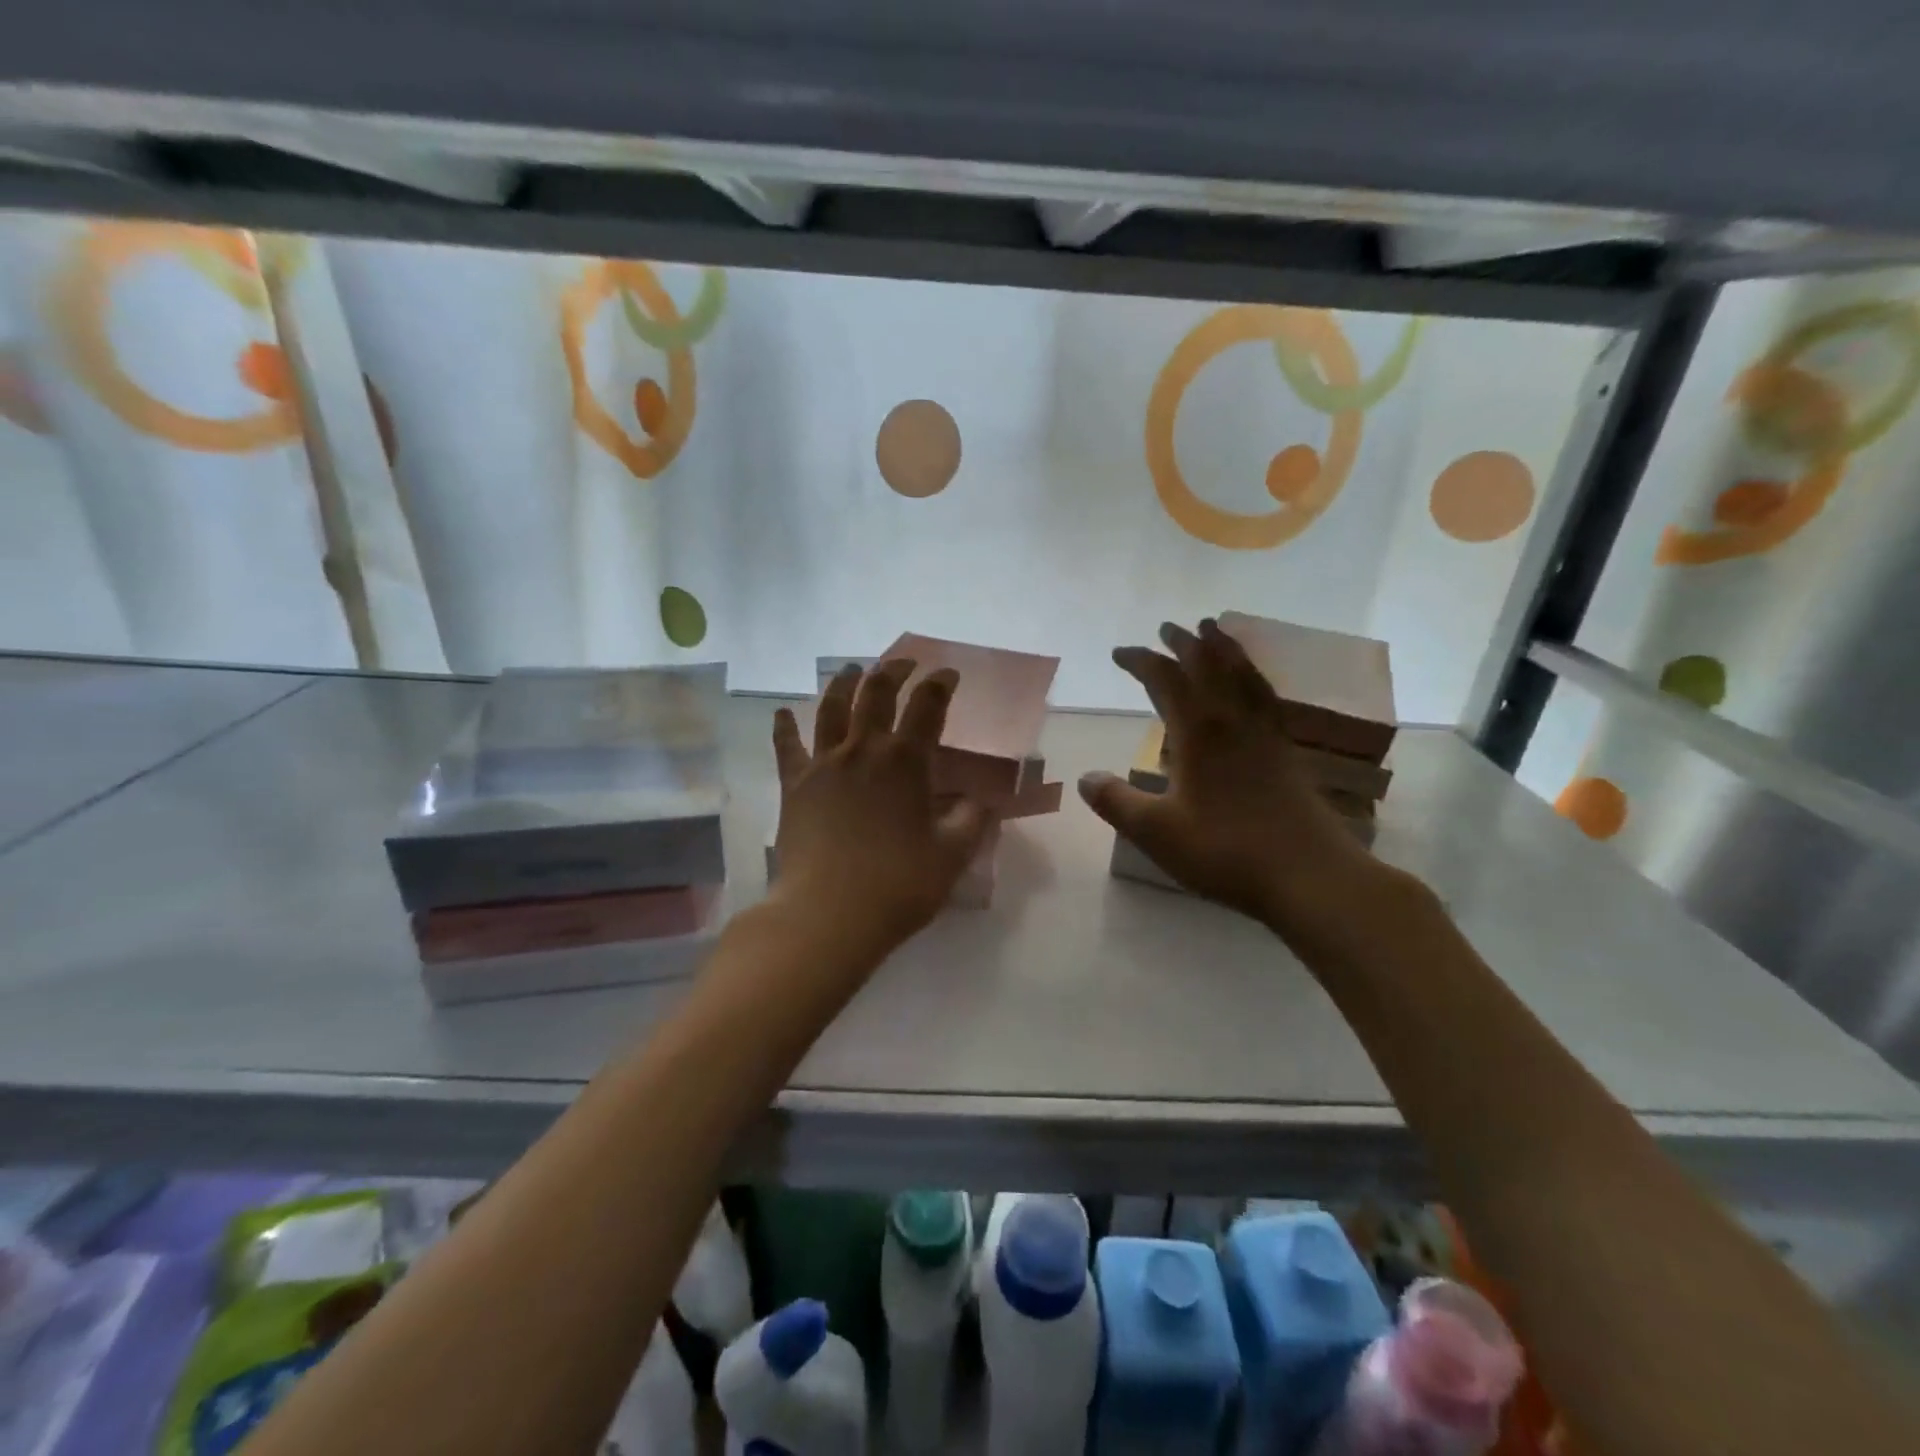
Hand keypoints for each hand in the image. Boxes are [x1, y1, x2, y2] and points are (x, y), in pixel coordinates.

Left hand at [771, 659, 988, 949]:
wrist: (829, 913)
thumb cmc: (899, 885)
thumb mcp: (952, 855)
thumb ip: (971, 820)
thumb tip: (982, 799)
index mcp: (906, 761)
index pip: (928, 706)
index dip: (941, 684)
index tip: (949, 674)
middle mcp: (864, 749)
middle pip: (877, 692)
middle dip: (894, 670)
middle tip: (905, 663)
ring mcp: (824, 763)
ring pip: (832, 707)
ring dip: (844, 683)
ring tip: (852, 669)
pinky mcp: (793, 784)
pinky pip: (787, 746)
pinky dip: (784, 726)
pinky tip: (782, 711)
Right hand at [1078, 619, 1390, 939]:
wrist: (1309, 875)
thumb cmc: (1225, 851)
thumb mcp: (1156, 832)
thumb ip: (1117, 802)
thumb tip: (1085, 778)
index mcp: (1199, 732)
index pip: (1165, 680)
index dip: (1141, 661)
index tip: (1120, 653)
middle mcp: (1233, 721)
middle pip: (1209, 665)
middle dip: (1184, 644)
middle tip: (1168, 628)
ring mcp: (1266, 734)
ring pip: (1243, 674)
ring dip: (1223, 648)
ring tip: (1213, 631)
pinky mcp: (1286, 751)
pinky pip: (1266, 695)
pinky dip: (1252, 676)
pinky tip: (1251, 684)